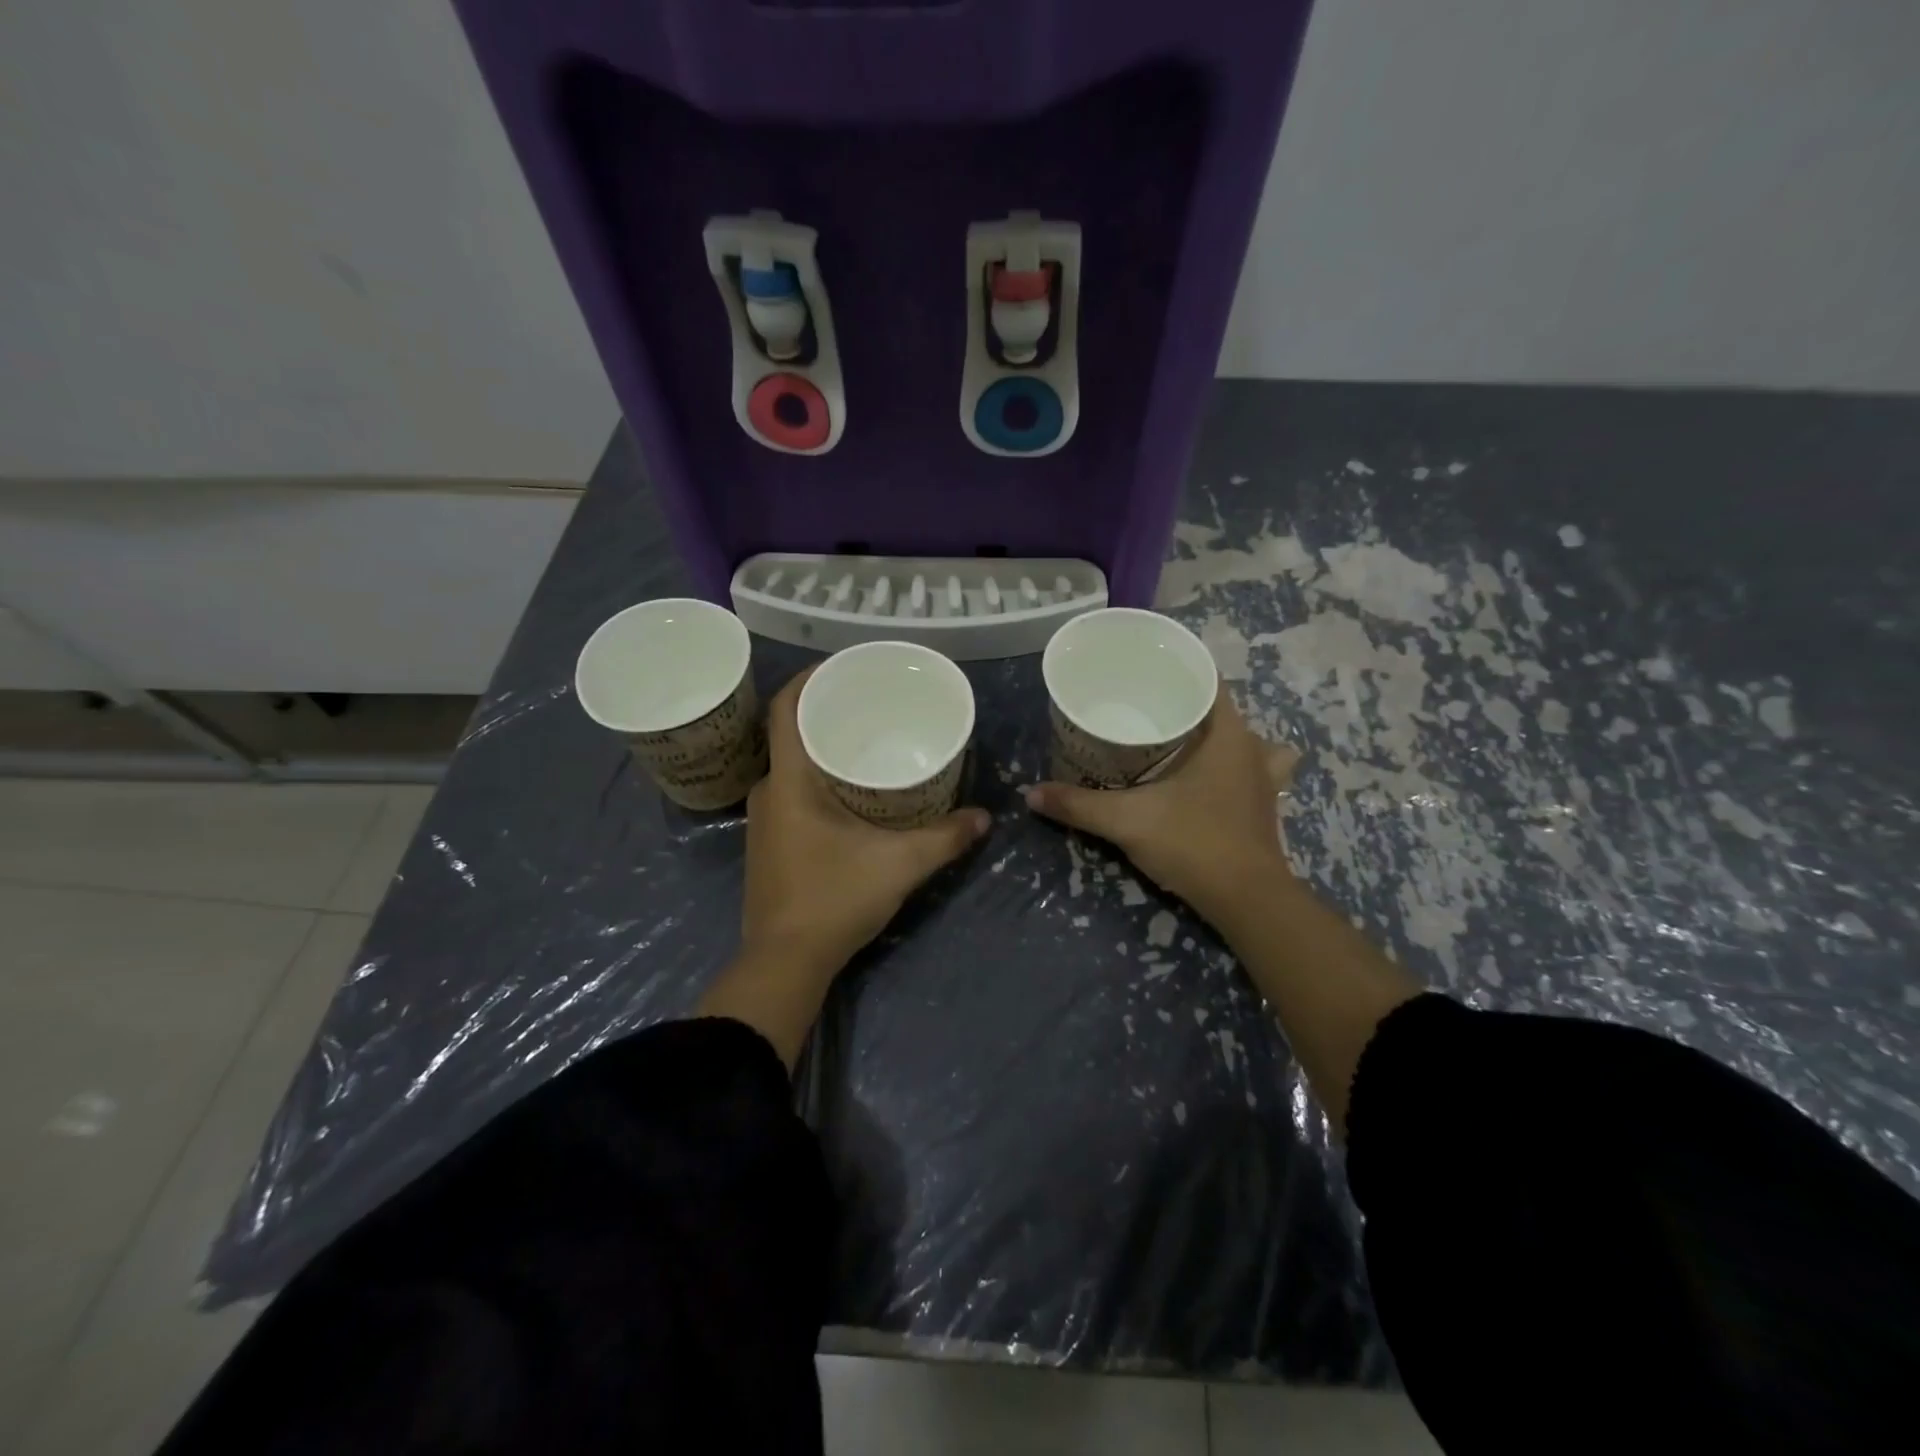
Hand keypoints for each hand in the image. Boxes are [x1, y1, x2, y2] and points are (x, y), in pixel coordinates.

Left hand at [743, 667, 990, 976]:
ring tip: (869, 742)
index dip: (810, 677)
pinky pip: (793, 792)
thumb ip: (945, 837)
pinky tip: (854, 791)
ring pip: (793, 766)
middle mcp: (769, 791)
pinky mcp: (770, 844)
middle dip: (829, 713)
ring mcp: (764, 820)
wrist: (785, 962)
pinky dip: (820, 779)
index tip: (844, 666)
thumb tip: (985, 817)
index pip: (786, 708)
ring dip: (825, 749)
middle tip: (873, 704)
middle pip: (792, 733)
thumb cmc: (834, 899)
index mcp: (789, 781)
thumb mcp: (899, 864)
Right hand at [1025, 688, 1297, 924]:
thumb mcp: (1127, 821)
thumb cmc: (1194, 843)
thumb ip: (1078, 805)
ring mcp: (1264, 779)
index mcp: (1229, 735)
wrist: (1247, 901)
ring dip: (1217, 737)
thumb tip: (1031, 793)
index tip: (1143, 674)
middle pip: (1221, 709)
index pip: (1209, 680)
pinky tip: (1211, 779)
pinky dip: (1234, 768)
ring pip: (1244, 741)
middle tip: (1142, 708)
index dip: (1178, 670)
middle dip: (1185, 704)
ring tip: (1180, 741)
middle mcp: (1253, 748)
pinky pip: (1253, 770)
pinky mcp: (1264, 807)